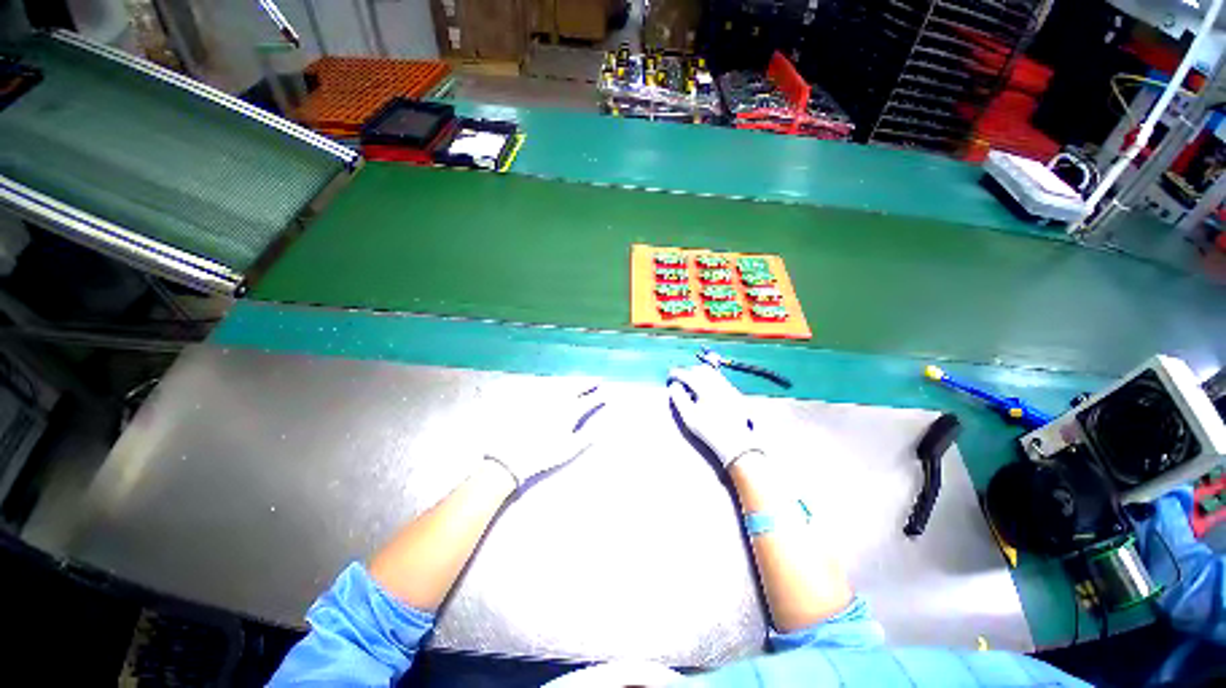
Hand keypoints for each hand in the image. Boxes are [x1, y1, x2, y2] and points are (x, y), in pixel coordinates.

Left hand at [483, 383, 609, 487]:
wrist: (511, 454)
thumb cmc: (544, 454)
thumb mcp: (569, 449)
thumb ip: (587, 436)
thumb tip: (603, 426)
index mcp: (570, 411)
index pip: (589, 400)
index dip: (599, 397)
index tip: (607, 394)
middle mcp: (559, 400)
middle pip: (576, 386)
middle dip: (588, 383)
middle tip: (596, 379)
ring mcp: (544, 397)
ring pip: (563, 384)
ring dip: (574, 381)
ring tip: (580, 381)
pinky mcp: (531, 399)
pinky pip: (547, 386)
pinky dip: (557, 384)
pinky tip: (558, 385)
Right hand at [667, 364, 762, 467]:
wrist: (735, 442)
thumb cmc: (708, 430)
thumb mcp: (689, 416)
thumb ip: (679, 398)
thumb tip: (674, 386)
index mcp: (706, 388)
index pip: (687, 374)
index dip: (676, 374)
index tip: (669, 377)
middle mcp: (718, 383)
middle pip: (701, 369)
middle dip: (689, 372)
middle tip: (681, 381)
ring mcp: (729, 387)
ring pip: (712, 373)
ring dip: (700, 375)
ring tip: (693, 386)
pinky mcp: (735, 394)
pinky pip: (721, 380)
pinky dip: (710, 381)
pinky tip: (707, 392)